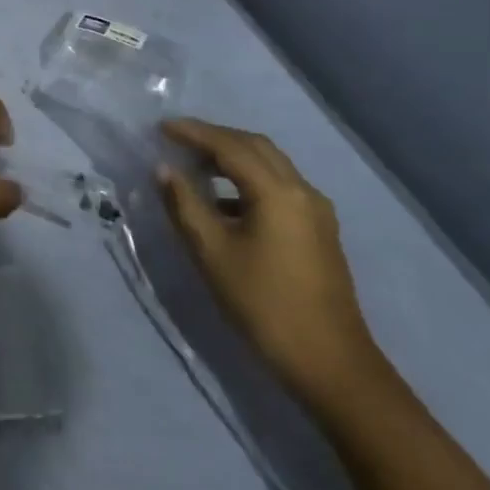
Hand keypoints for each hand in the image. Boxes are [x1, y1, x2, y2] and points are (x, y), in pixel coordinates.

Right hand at [156, 119, 382, 410]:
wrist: (328, 362)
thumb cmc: (263, 304)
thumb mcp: (213, 253)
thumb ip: (185, 205)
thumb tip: (164, 170)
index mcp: (278, 192)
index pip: (230, 146)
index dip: (193, 133)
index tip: (161, 127)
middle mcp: (302, 191)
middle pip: (256, 147)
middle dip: (215, 138)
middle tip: (178, 141)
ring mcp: (315, 211)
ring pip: (270, 166)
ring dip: (232, 158)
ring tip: (195, 166)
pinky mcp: (318, 231)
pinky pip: (279, 188)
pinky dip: (247, 181)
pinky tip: (223, 204)